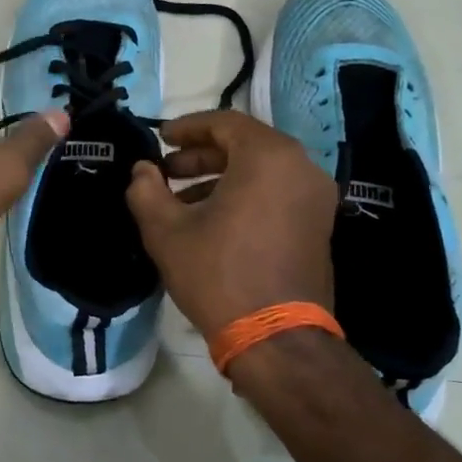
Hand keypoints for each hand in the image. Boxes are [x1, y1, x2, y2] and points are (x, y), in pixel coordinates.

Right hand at [125, 110, 335, 338]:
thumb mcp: (167, 231)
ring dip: (220, 176)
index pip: (225, 122)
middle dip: (201, 155)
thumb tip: (142, 170)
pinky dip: (245, 194)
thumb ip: (146, 190)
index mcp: (268, 157)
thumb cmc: (219, 274)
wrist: (277, 339)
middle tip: (167, 171)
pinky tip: (213, 221)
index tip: (160, 139)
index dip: (187, 127)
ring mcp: (315, 197)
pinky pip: (277, 192)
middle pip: (245, 144)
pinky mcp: (319, 225)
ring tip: (182, 201)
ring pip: (262, 170)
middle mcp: (301, 167)